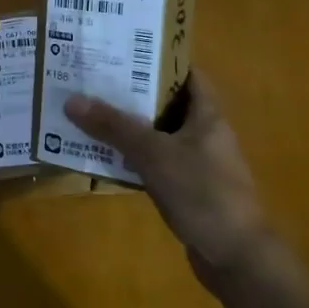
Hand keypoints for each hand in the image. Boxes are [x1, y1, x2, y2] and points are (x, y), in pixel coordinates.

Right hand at [64, 73, 284, 293]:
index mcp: (207, 116)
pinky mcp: (187, 191)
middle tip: (93, 82)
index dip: (158, 60)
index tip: (123, 51)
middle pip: (166, 104)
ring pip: (157, 136)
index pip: (186, 75)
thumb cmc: (202, 193)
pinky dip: (132, 159)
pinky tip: (104, 159)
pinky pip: (154, 165)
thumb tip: (72, 100)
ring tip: (89, 115)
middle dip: (132, 94)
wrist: (236, 256)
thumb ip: (114, 127)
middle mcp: (204, 134)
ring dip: (128, 129)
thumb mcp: (154, 154)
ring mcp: (196, 165)